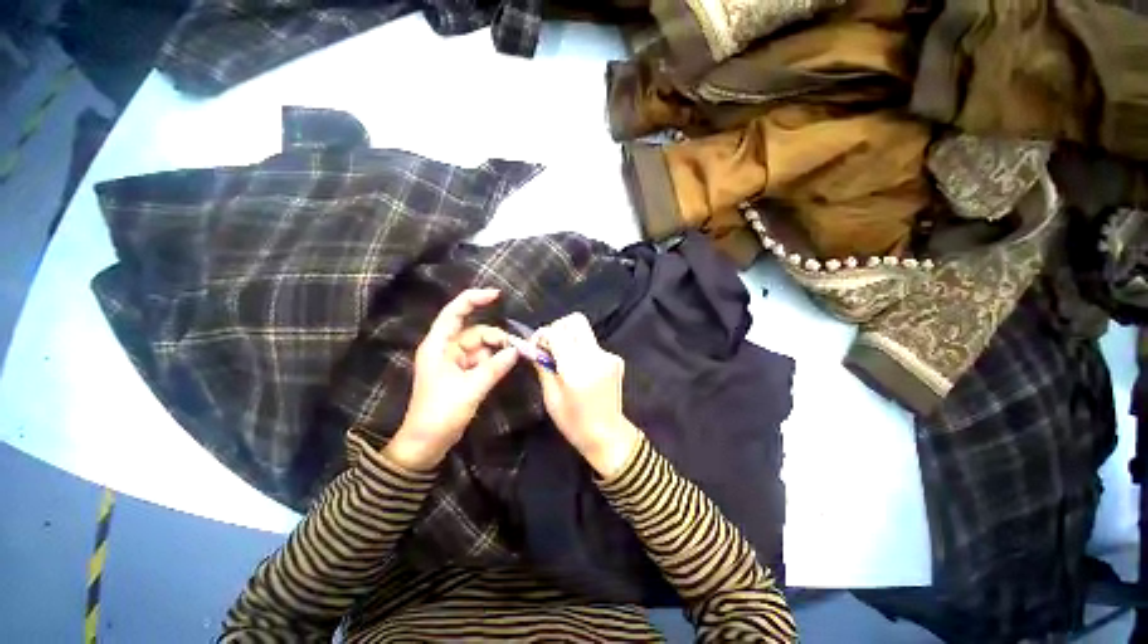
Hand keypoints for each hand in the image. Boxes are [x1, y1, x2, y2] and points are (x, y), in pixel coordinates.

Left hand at [385, 289, 518, 470]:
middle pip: (474, 332)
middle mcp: (445, 349)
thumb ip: (495, 367)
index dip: (474, 299)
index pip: (454, 312)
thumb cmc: (441, 413)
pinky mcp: (462, 374)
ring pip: (481, 347)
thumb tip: (517, 350)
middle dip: (495, 337)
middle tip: (516, 348)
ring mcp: (454, 362)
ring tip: (513, 359)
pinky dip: (494, 361)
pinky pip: (482, 360)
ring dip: (497, 351)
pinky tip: (505, 366)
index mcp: (438, 346)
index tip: (497, 295)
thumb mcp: (471, 388)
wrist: (427, 443)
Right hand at [533, 313, 639, 477]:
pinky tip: (580, 368)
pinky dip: (581, 349)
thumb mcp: (551, 397)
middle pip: (575, 320)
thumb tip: (534, 348)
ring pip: (584, 330)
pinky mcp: (616, 359)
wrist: (608, 435)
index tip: (536, 347)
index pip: (556, 332)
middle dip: (558, 328)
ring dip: (569, 338)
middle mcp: (595, 356)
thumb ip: (542, 367)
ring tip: (563, 358)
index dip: (542, 335)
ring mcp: (608, 356)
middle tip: (550, 346)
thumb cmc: (574, 423)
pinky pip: (593, 344)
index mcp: (576, 368)